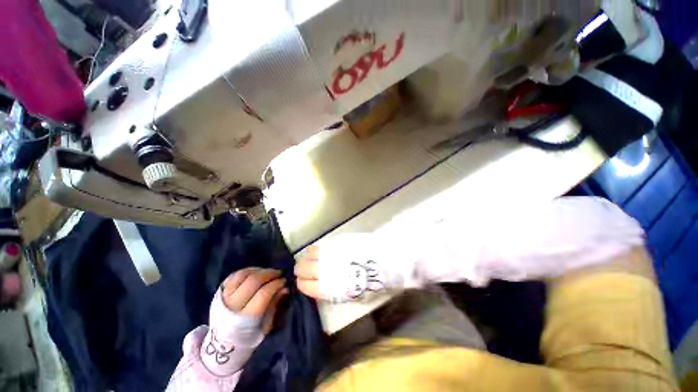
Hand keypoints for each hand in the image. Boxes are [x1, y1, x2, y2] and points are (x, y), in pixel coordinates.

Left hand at [220, 268, 288, 333]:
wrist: (221, 346)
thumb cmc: (248, 337)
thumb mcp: (265, 327)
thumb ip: (274, 306)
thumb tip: (284, 288)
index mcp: (245, 319)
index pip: (263, 294)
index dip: (276, 284)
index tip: (284, 281)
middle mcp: (232, 305)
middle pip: (253, 281)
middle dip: (269, 274)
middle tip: (279, 273)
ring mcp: (223, 297)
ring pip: (242, 275)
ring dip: (259, 270)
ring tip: (268, 272)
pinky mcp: (219, 292)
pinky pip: (233, 276)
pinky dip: (247, 271)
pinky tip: (256, 272)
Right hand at [294, 236, 390, 302]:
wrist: (388, 262)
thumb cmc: (374, 283)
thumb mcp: (354, 296)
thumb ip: (335, 291)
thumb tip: (322, 286)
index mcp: (331, 288)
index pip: (306, 286)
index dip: (302, 284)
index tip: (301, 282)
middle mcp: (327, 270)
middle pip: (303, 269)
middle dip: (301, 270)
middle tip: (303, 270)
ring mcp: (332, 254)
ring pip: (309, 255)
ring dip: (307, 258)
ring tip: (310, 259)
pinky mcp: (338, 242)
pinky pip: (320, 245)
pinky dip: (315, 249)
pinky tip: (318, 251)